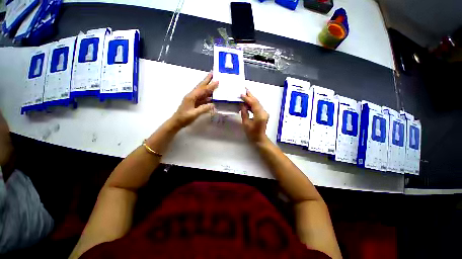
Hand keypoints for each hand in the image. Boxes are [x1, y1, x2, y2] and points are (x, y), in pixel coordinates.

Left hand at [171, 73, 217, 128]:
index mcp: (191, 97)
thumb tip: (213, 104)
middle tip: (213, 73)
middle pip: (201, 87)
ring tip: (214, 83)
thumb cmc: (184, 118)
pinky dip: (207, 96)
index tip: (217, 81)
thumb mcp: (194, 114)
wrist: (177, 122)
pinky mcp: (194, 103)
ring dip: (208, 87)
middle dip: (207, 80)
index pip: (202, 90)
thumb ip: (203, 109)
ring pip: (202, 92)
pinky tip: (212, 96)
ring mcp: (193, 99)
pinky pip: (202, 98)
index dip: (210, 86)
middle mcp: (192, 96)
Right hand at [240, 89, 268, 143]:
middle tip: (244, 89)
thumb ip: (244, 113)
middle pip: (257, 101)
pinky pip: (258, 106)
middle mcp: (264, 112)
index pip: (254, 104)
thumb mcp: (246, 123)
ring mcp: (264, 113)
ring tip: (245, 94)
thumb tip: (242, 104)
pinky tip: (248, 102)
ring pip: (257, 103)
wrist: (259, 138)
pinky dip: (253, 103)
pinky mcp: (263, 114)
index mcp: (260, 115)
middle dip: (250, 95)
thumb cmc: (251, 133)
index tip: (241, 94)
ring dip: (251, 98)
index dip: (247, 98)